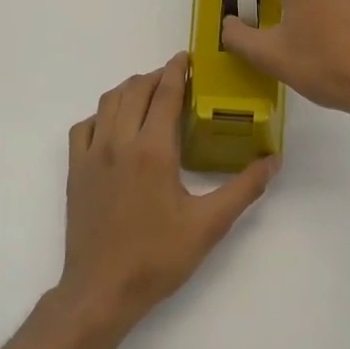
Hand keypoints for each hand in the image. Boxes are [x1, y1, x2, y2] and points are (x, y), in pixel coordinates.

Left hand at [55, 54, 277, 332]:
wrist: (102, 290)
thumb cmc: (158, 258)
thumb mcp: (209, 225)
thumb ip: (244, 189)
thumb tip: (273, 160)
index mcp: (153, 151)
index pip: (165, 95)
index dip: (177, 71)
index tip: (187, 58)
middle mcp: (119, 143)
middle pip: (135, 90)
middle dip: (156, 76)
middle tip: (176, 77)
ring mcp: (92, 156)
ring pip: (108, 103)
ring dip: (130, 89)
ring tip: (149, 92)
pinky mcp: (76, 171)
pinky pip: (84, 127)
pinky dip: (102, 115)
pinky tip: (114, 125)